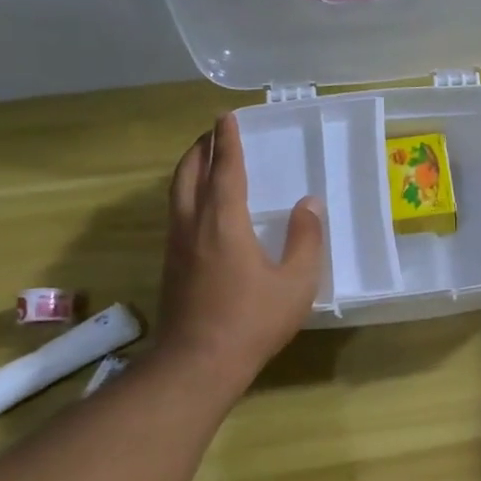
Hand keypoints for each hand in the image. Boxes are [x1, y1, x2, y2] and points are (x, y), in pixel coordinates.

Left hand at [156, 112, 325, 378]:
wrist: (198, 362)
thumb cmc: (253, 320)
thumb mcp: (296, 282)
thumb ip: (305, 240)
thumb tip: (309, 204)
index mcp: (223, 224)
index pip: (225, 171)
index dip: (227, 142)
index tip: (226, 117)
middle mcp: (193, 226)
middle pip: (188, 175)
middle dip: (199, 149)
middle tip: (213, 134)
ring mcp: (177, 246)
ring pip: (176, 195)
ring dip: (188, 170)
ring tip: (203, 161)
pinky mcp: (171, 266)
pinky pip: (176, 214)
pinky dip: (186, 195)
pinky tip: (199, 208)